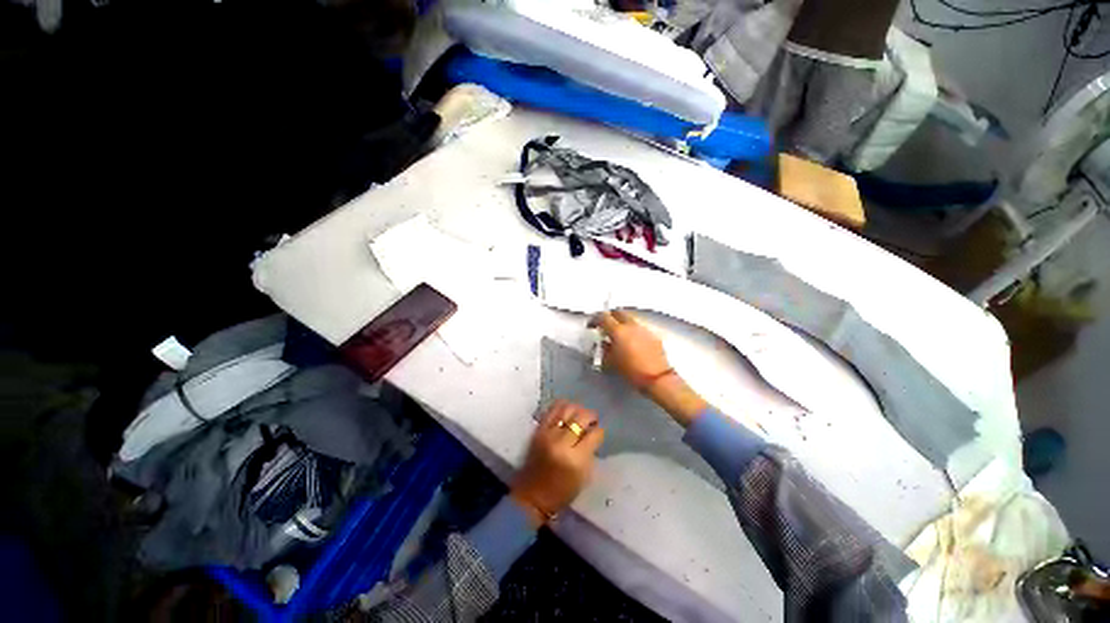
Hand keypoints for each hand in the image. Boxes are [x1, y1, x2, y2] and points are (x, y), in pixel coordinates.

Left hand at [511, 401, 604, 526]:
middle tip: (592, 421)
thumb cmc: (562, 492)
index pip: (594, 434)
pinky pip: (552, 410)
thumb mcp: (584, 476)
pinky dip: (562, 407)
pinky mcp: (538, 430)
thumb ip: (590, 451)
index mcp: (576, 458)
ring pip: (567, 408)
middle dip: (591, 416)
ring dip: (577, 408)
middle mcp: (562, 442)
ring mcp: (548, 433)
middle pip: (581, 417)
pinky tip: (567, 412)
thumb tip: (593, 433)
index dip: (599, 431)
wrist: (532, 496)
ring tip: (579, 415)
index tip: (599, 433)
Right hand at [589, 310, 670, 387]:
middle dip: (609, 317)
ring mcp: (643, 329)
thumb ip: (604, 350)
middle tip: (605, 326)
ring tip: (619, 336)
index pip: (603, 317)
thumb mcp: (611, 362)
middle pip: (618, 312)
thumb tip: (604, 344)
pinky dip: (633, 332)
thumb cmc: (631, 371)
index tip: (591, 325)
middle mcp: (631, 326)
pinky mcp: (653, 335)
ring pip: (630, 319)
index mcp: (618, 331)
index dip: (595, 319)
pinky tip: (632, 343)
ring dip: (622, 324)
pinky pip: (639, 328)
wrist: (657, 378)